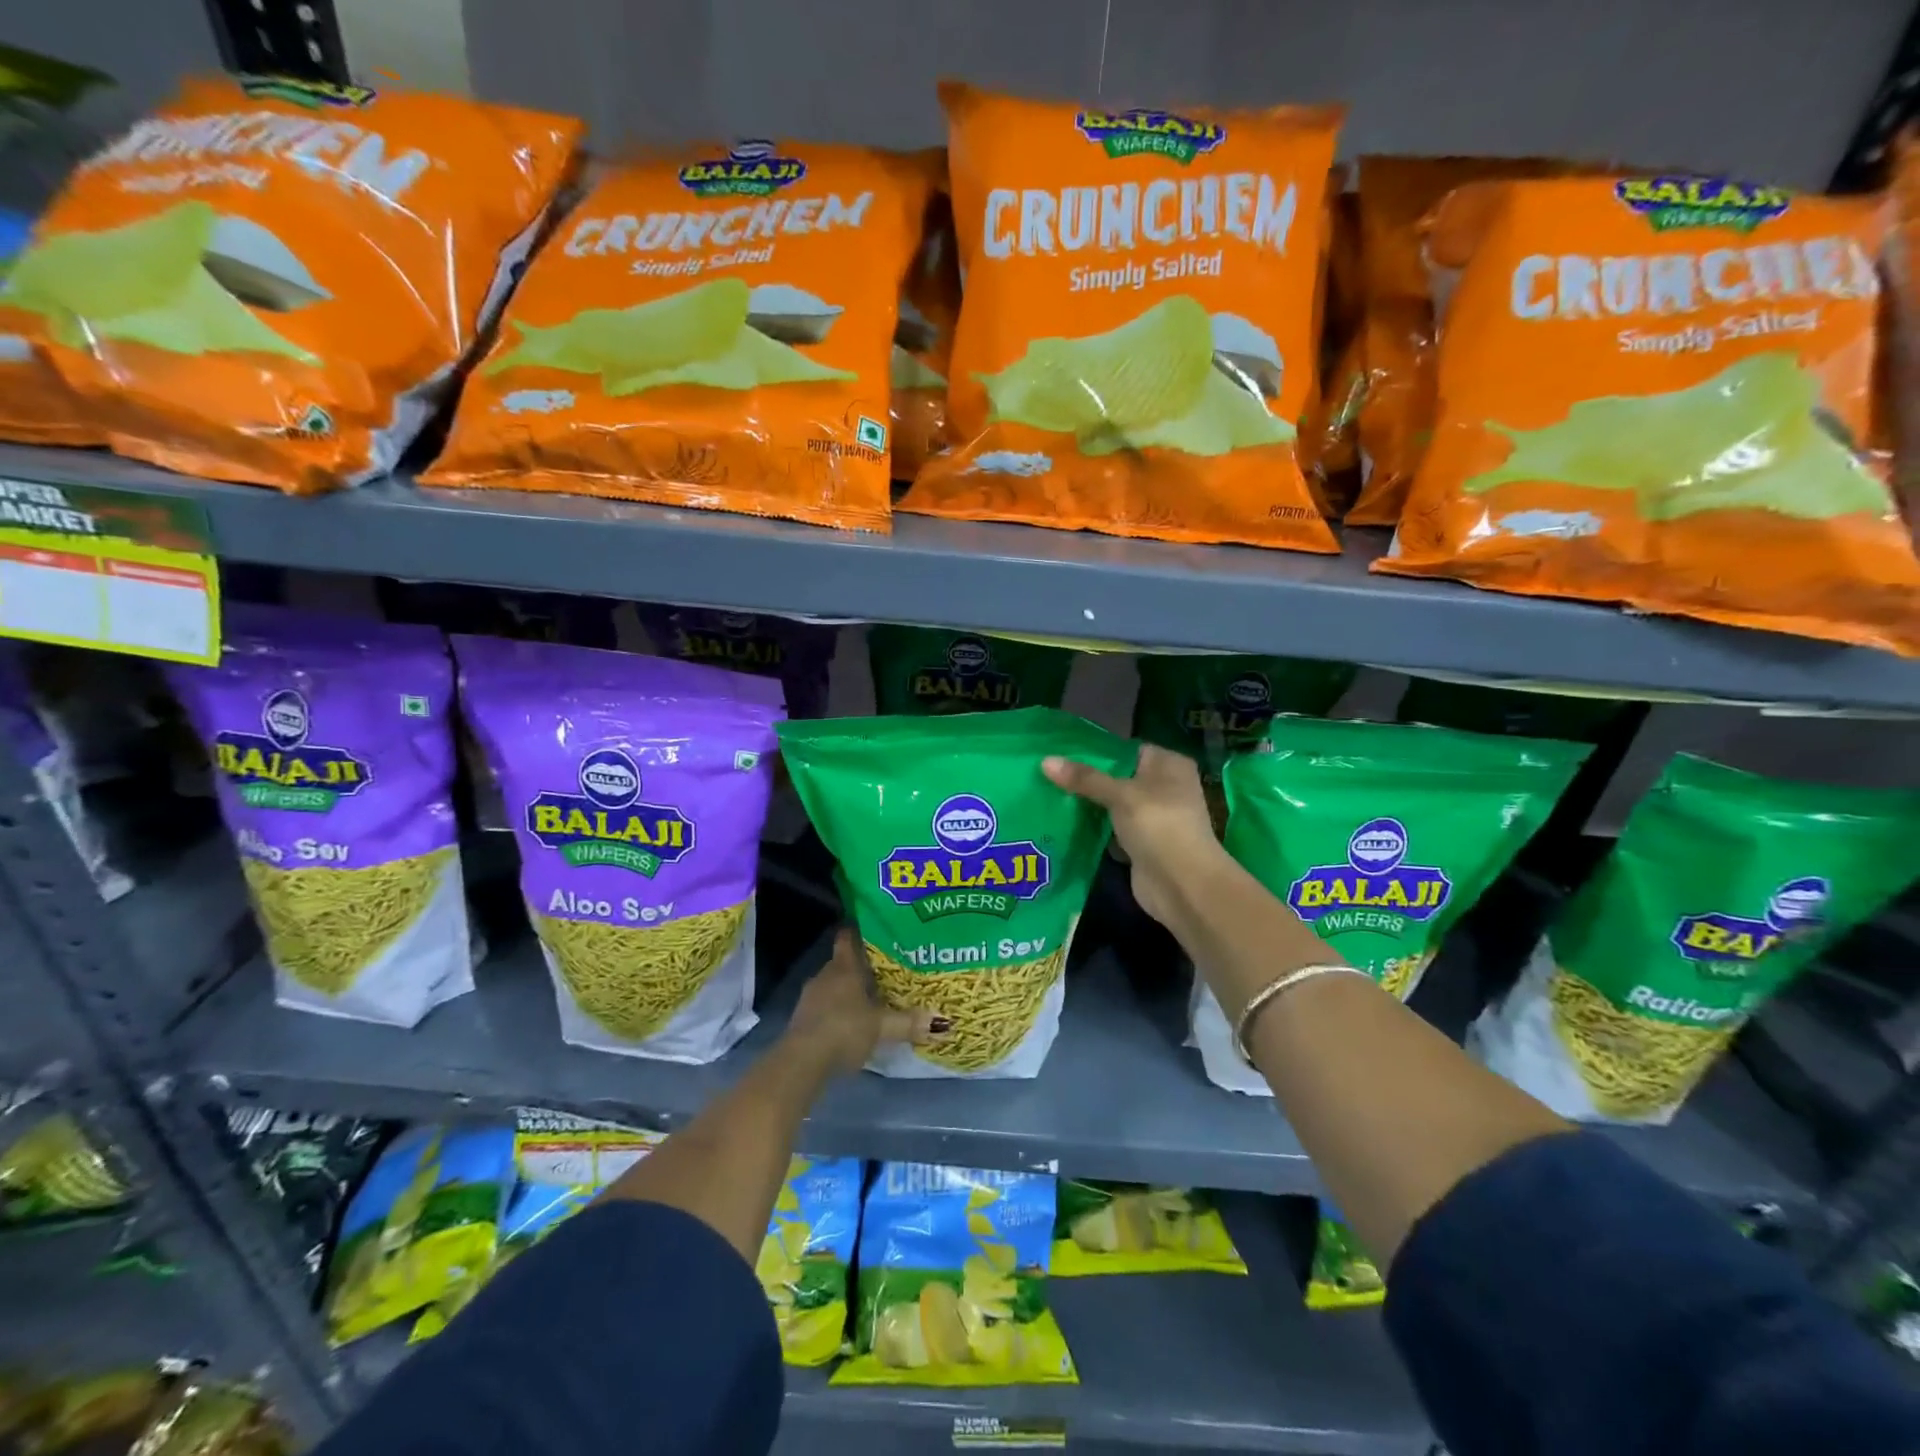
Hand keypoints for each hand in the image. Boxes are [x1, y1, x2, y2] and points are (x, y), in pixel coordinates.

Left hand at [784, 928, 941, 1075]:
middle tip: (884, 972)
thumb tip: (940, 1021)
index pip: (848, 938)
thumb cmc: (844, 1030)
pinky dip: (837, 1009)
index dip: (859, 932)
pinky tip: (851, 1023)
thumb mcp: (882, 1027)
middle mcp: (825, 975)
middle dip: (860, 967)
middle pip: (843, 963)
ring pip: (833, 985)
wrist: (802, 1061)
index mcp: (844, 967)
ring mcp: (810, 997)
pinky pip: (825, 1005)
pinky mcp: (803, 1018)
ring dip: (848, 991)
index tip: (874, 931)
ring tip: (871, 999)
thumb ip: (909, 1023)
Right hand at [1043, 745, 1228, 929]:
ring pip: (1113, 806)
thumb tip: (1045, 761)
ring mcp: (1153, 819)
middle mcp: (1165, 788)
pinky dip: (1093, 830)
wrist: (1181, 884)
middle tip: (1049, 774)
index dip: (1097, 751)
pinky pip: (1111, 831)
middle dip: (1087, 779)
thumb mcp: (1120, 794)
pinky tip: (1063, 823)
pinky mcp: (1141, 845)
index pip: (1128, 749)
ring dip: (1088, 806)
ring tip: (1049, 794)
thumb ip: (1084, 778)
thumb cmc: (1158, 825)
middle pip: (1118, 778)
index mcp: (1169, 765)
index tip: (1062, 752)